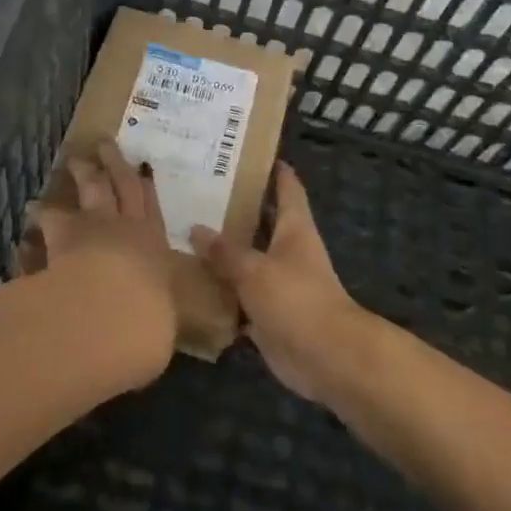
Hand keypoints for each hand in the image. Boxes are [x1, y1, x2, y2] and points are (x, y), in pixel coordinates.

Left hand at [25, 141, 178, 382]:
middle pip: (122, 185)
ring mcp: (95, 224)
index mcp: (155, 247)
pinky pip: (50, 217)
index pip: (152, 211)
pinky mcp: (63, 231)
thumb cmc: (148, 323)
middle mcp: (127, 227)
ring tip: (72, 160)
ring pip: (90, 189)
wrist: (114, 312)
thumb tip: (150, 330)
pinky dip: (42, 213)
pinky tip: (31, 209)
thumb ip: (153, 321)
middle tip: (104, 144)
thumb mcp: (159, 328)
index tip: (141, 168)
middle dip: (115, 164)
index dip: (145, 188)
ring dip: (82, 172)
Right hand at [192, 163, 368, 403]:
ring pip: (247, 258)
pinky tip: (190, 281)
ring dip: (223, 250)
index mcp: (294, 227)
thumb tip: (195, 228)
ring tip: (183, 230)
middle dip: (234, 207)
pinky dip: (220, 289)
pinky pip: (239, 294)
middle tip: (196, 189)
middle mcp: (287, 249)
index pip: (286, 186)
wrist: (327, 358)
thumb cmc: (297, 299)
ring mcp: (278, 281)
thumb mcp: (254, 269)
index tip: (246, 152)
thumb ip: (224, 251)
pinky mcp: (269, 312)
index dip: (272, 168)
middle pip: (260, 220)